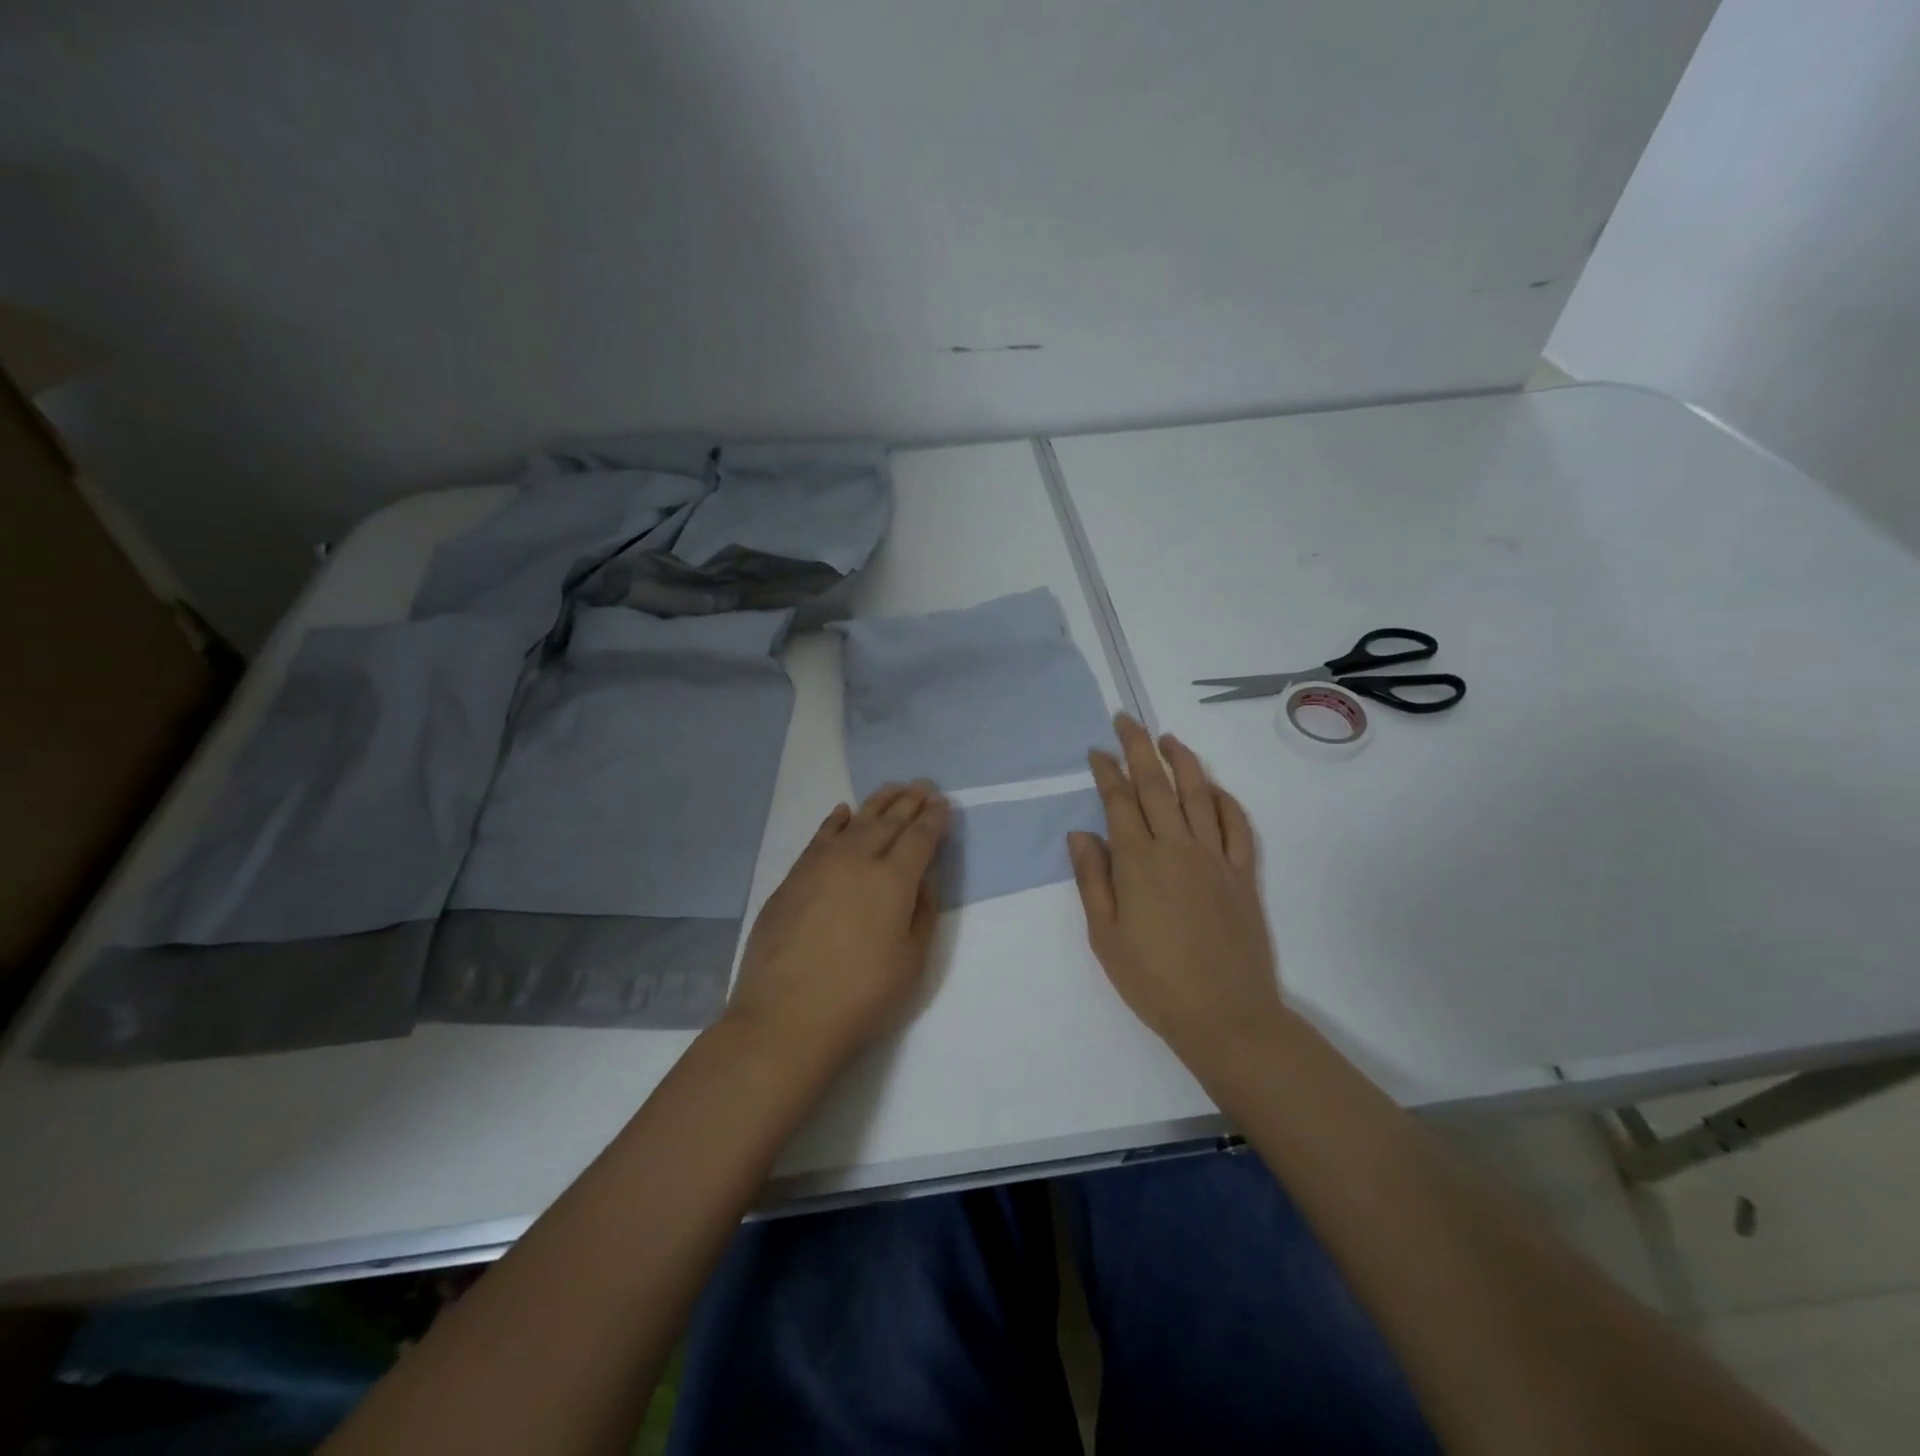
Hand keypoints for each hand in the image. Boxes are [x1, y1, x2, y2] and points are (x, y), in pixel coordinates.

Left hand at [726, 781, 950, 1067]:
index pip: (920, 838)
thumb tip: (921, 879)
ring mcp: (821, 865)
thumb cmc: (862, 997)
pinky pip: (819, 837)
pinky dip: (835, 821)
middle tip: (923, 785)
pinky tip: (843, 812)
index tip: (943, 803)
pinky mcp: (793, 878)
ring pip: (855, 822)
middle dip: (910, 802)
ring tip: (892, 789)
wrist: (786, 1017)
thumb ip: (922, 913)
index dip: (934, 819)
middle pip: (889, 822)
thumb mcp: (912, 962)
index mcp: (894, 880)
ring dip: (877, 803)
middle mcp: (858, 861)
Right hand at [1068, 714, 1283, 1069]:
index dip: (1106, 771)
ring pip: (1199, 795)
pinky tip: (1214, 788)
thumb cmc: (1153, 980)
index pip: (1119, 801)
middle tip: (1126, 719)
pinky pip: (1237, 826)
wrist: (1223, 1015)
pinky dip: (1225, 801)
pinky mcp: (1242, 874)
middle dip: (1138, 747)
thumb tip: (1080, 833)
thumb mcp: (1105, 936)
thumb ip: (1093, 879)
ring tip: (1168, 738)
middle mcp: (1178, 848)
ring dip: (1182, 761)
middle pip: (1156, 785)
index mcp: (1139, 862)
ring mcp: (1215, 858)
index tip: (1096, 749)